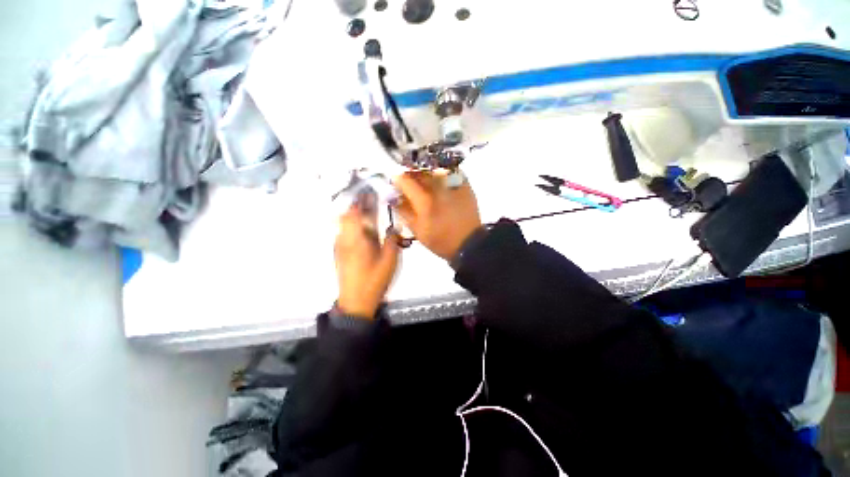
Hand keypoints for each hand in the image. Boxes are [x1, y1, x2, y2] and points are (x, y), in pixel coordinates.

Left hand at [334, 202, 400, 317]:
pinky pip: (345, 232)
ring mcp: (339, 246)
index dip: (358, 199)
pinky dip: (353, 225)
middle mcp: (343, 239)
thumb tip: (393, 228)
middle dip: (356, 204)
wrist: (356, 302)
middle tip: (370, 197)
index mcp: (355, 239)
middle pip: (345, 215)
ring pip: (344, 223)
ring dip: (354, 214)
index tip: (367, 190)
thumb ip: (392, 241)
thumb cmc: (373, 280)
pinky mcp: (339, 253)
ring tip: (368, 209)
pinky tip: (364, 228)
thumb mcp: (389, 261)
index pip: (351, 212)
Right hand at [394, 171, 481, 260]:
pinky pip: (448, 171)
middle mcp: (438, 188)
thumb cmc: (440, 240)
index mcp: (425, 202)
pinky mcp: (464, 184)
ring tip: (424, 183)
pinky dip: (440, 174)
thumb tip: (393, 196)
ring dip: (424, 173)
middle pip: (419, 171)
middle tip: (410, 184)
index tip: (396, 184)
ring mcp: (453, 184)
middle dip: (410, 175)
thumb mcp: (417, 230)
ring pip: (433, 169)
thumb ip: (403, 211)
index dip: (397, 180)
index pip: (405, 180)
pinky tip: (438, 183)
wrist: (468, 243)